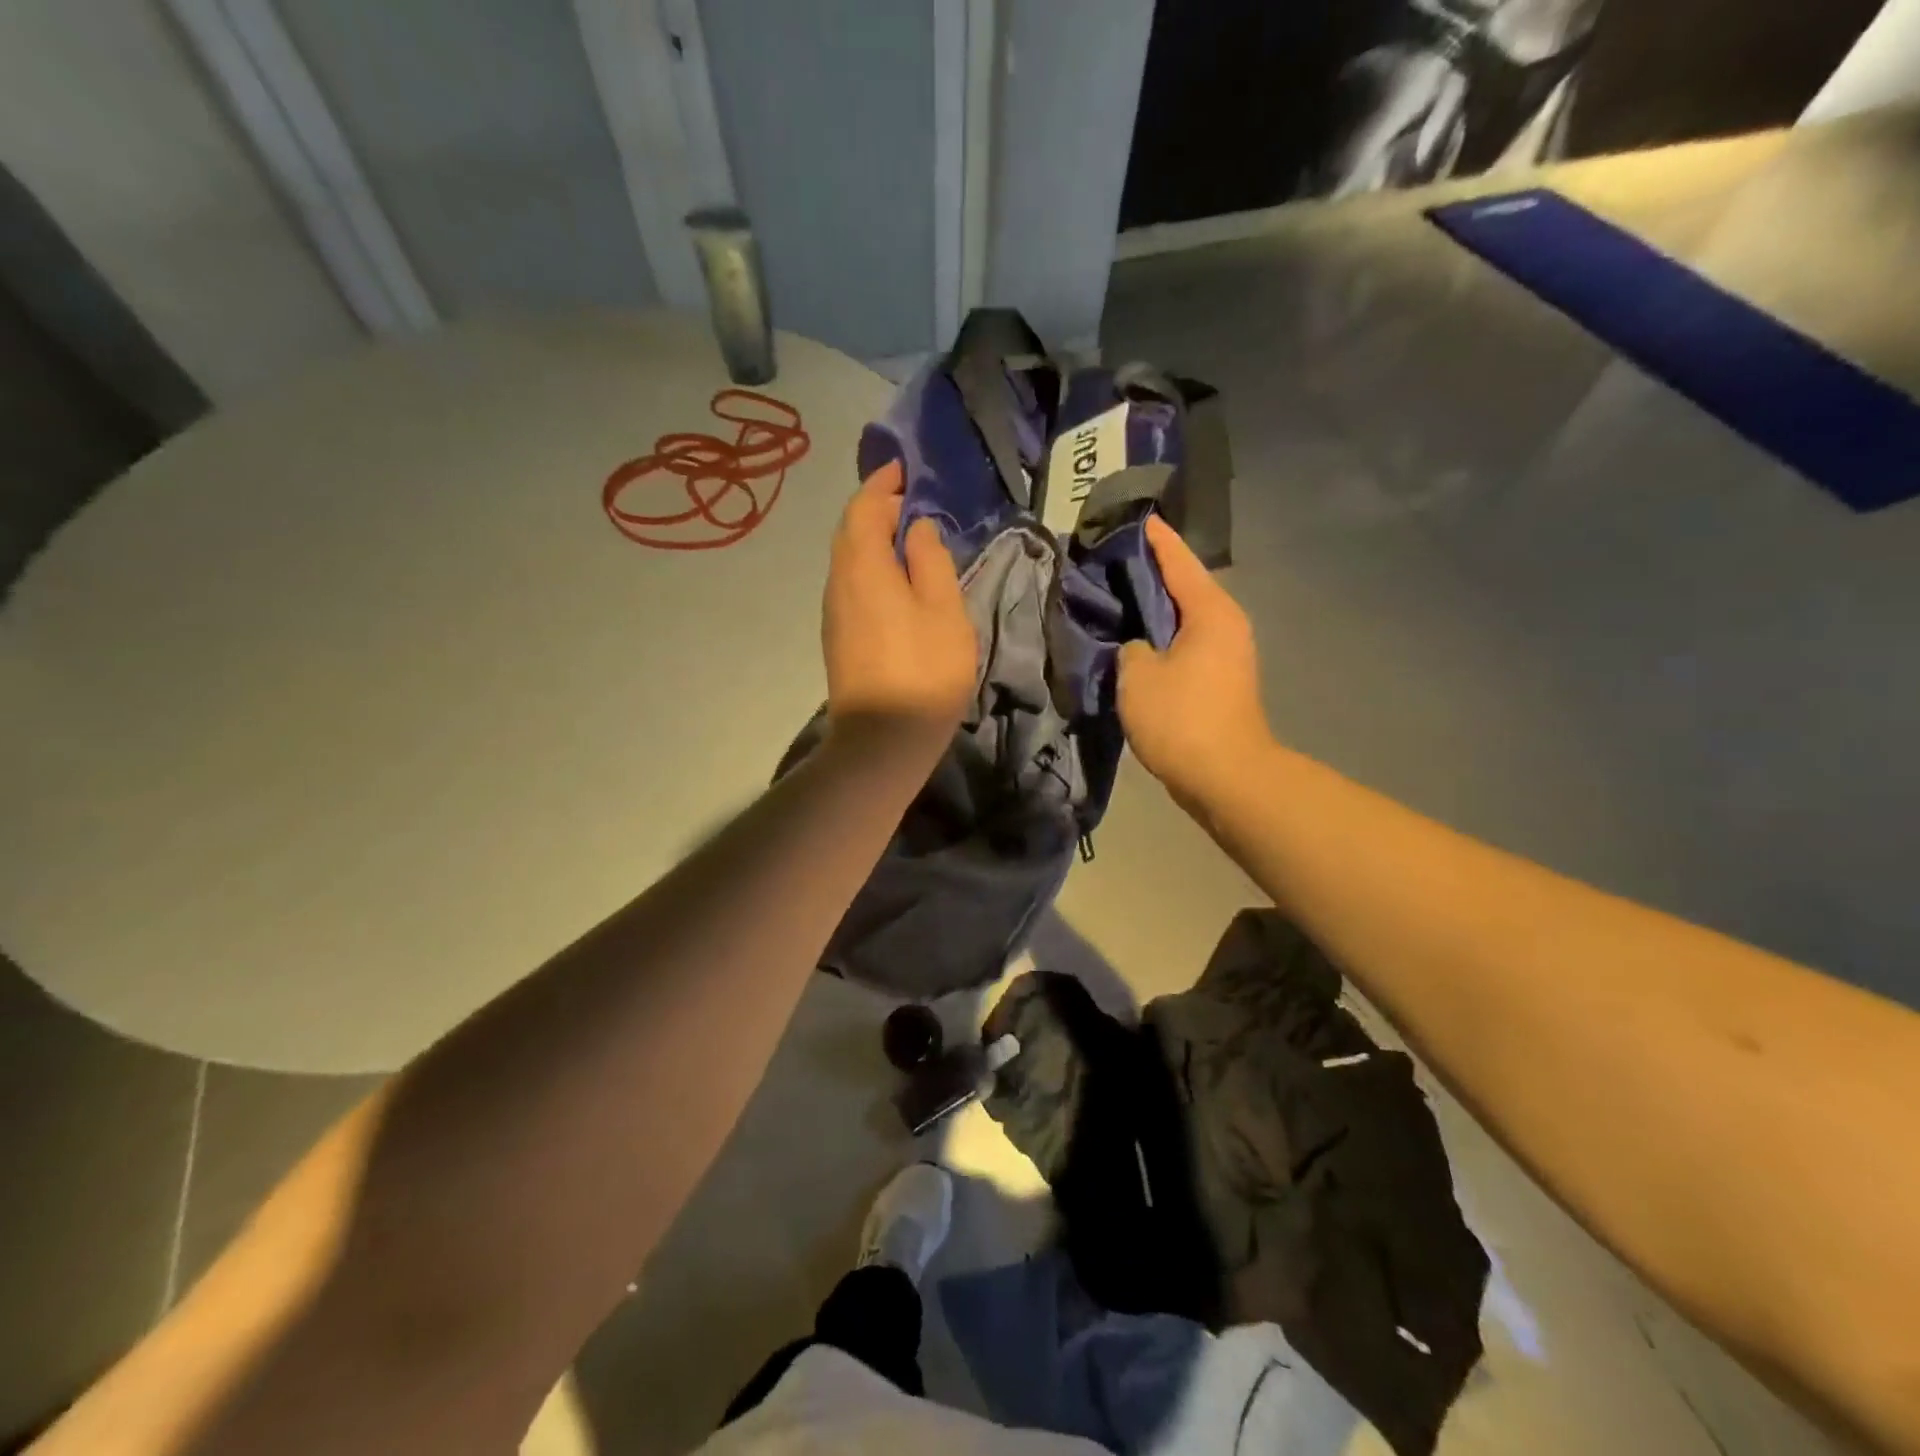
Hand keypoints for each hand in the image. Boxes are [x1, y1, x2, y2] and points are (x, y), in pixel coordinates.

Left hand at [822, 460, 977, 743]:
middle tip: (909, 499)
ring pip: (848, 561)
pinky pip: (852, 585)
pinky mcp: (839, 639)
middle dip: (875, 509)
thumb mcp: (943, 609)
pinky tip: (895, 581)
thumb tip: (917, 529)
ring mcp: (834, 613)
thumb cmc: (924, 671)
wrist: (882, 741)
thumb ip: (931, 560)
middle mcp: (839, 583)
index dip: (882, 484)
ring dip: (872, 540)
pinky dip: (871, 568)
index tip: (903, 468)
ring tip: (906, 536)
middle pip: (850, 532)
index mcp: (863, 567)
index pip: (864, 509)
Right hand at [1117, 516, 1271, 807]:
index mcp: (1209, 611)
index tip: (1133, 518)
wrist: (1226, 777)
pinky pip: (1184, 645)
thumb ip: (1129, 648)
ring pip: (1183, 619)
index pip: (1177, 561)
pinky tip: (1133, 643)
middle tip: (1109, 562)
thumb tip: (1136, 647)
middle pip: (1182, 587)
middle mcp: (1225, 624)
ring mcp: (1226, 654)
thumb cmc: (1182, 718)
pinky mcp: (1219, 681)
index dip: (1153, 539)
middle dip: (1148, 574)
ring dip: (1152, 611)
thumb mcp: (1137, 676)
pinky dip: (1160, 639)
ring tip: (1115, 600)